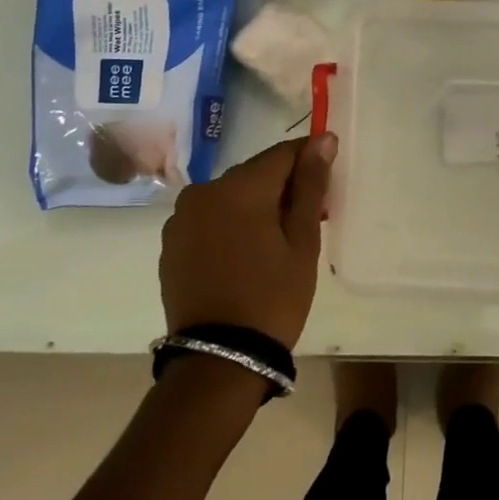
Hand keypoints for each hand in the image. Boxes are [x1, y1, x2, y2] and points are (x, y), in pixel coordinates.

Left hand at [159, 134, 336, 348]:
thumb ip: (310, 185)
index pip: (282, 153)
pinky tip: (246, 252)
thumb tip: (323, 139)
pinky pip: (209, 218)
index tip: (328, 174)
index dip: (308, 158)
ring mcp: (181, 218)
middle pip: (254, 173)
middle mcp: (204, 191)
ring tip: (277, 238)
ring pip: (230, 196)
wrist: (219, 360)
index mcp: (240, 187)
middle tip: (309, 215)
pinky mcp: (171, 244)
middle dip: (283, 185)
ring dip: (255, 205)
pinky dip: (230, 224)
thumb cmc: (273, 297)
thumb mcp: (302, 241)